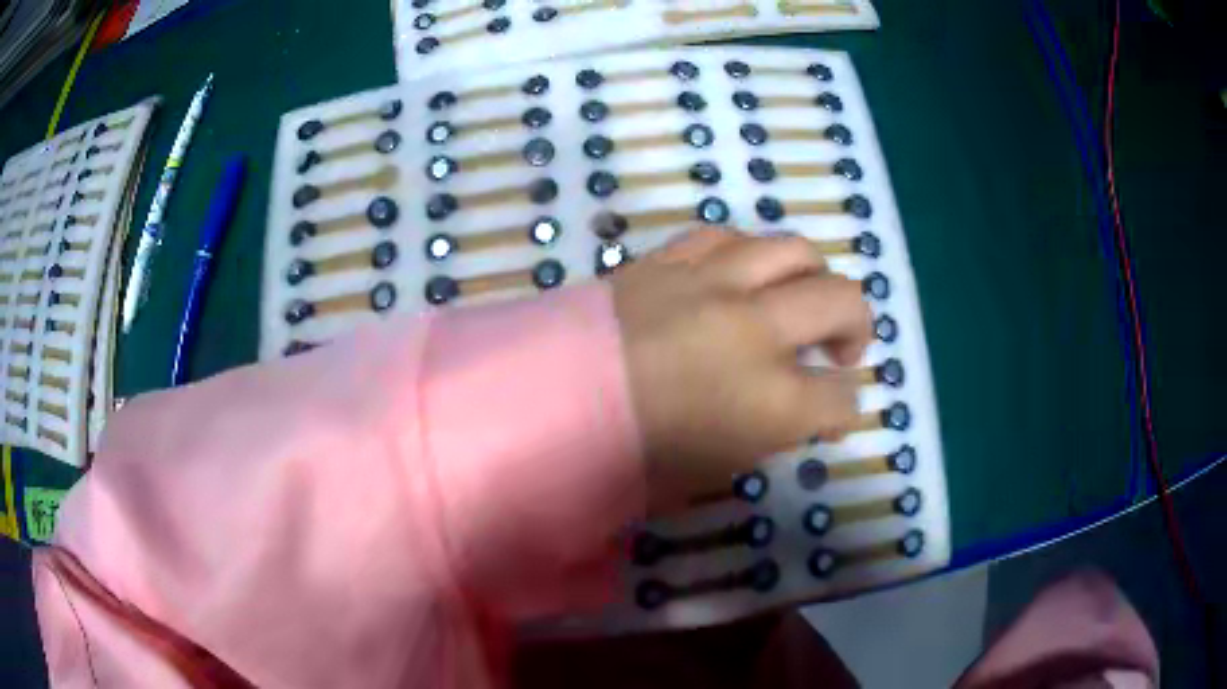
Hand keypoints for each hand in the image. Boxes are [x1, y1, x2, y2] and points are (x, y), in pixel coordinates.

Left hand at [613, 228, 872, 510]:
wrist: (541, 405)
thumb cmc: (622, 459)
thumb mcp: (708, 472)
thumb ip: (766, 437)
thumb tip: (794, 415)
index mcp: (769, 403)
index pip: (840, 398)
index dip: (843, 408)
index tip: (832, 412)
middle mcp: (754, 331)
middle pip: (841, 301)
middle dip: (856, 326)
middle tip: (840, 349)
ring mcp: (711, 284)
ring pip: (793, 250)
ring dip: (812, 276)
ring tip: (801, 299)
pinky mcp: (668, 260)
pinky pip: (728, 236)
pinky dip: (749, 253)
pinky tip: (743, 274)